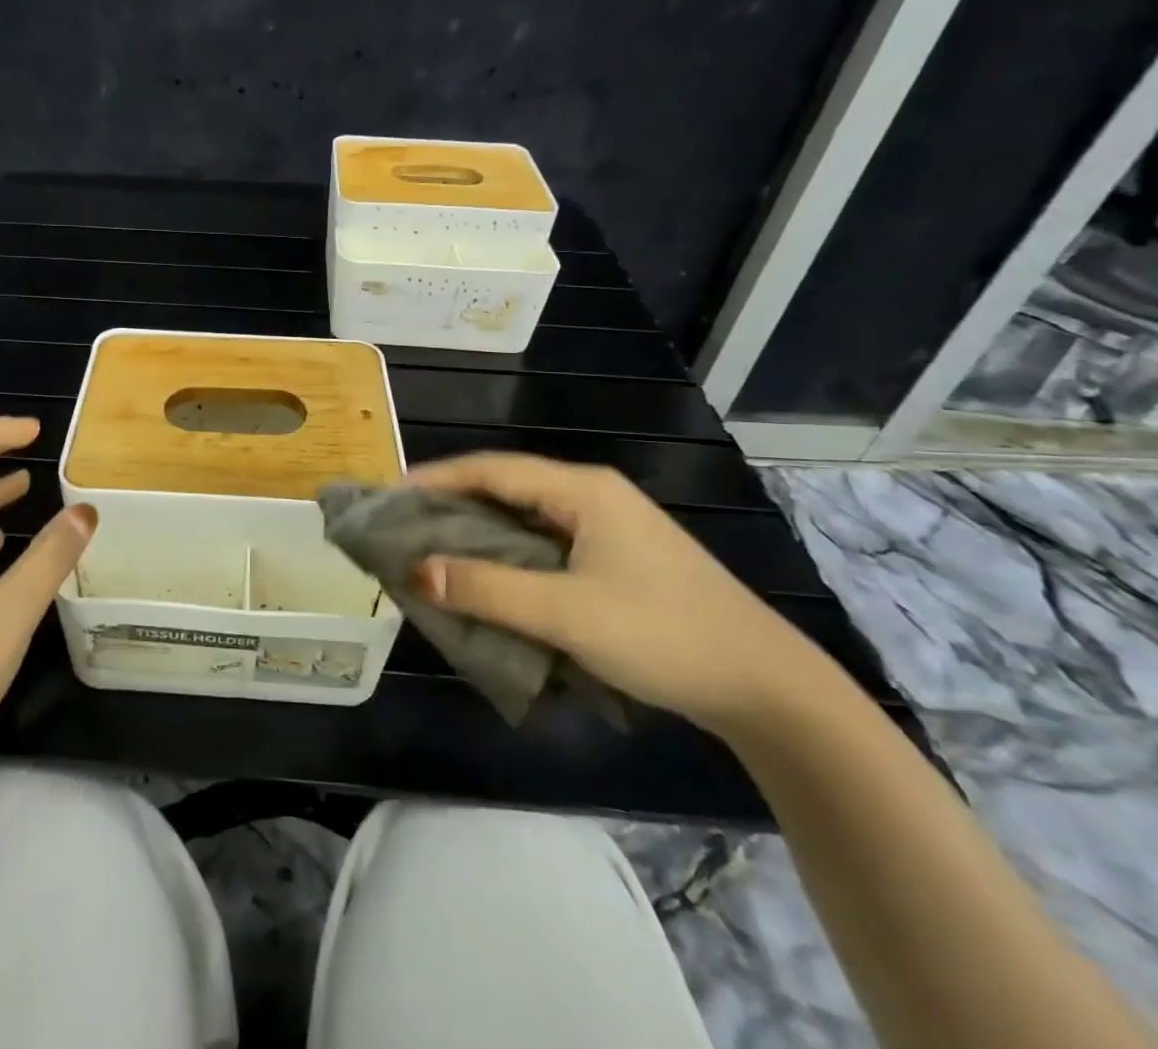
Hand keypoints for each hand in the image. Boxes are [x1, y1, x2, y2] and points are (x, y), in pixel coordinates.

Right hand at [403, 453, 837, 738]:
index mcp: (582, 490)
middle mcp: (592, 497)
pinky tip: (486, 578)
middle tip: (402, 527)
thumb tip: (416, 573)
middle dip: (450, 505)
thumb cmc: (664, 635)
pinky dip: (507, 556)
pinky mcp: (616, 560)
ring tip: (431, 551)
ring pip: (524, 519)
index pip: (490, 469)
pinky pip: (544, 545)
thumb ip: (488, 589)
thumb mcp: (567, 613)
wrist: (770, 689)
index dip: (435, 478)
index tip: (388, 496)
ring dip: (478, 533)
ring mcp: (608, 529)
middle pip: (505, 488)